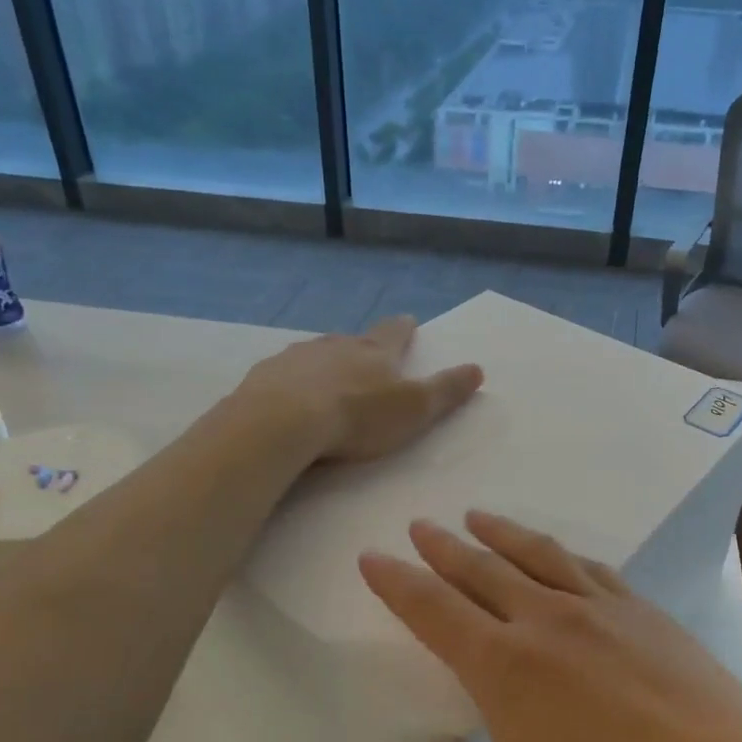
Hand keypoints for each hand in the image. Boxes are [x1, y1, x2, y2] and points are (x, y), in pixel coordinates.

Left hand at [237, 315, 482, 462]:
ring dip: (324, 364)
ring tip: (326, 378)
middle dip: (361, 347)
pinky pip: (283, 375)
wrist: (283, 421)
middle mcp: (335, 346)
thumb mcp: (414, 408)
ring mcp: (296, 358)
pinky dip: (291, 382)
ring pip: (315, 355)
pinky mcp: (264, 376)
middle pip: (353, 341)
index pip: (395, 333)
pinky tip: (288, 397)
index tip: (409, 321)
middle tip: (365, 355)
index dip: (404, 329)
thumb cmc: (358, 416)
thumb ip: (446, 390)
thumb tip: (478, 368)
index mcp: (373, 351)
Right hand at [341, 511, 741, 741]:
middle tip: (419, 526)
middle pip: (480, 570)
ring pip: (534, 554)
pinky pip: (588, 566)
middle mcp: (545, 620)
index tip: (374, 556)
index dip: (398, 582)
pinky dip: (558, 551)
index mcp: (504, 666)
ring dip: (498, 533)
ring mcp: (599, 608)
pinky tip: (557, 553)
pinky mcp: (642, 610)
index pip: (433, 610)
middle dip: (442, 548)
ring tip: (476, 518)